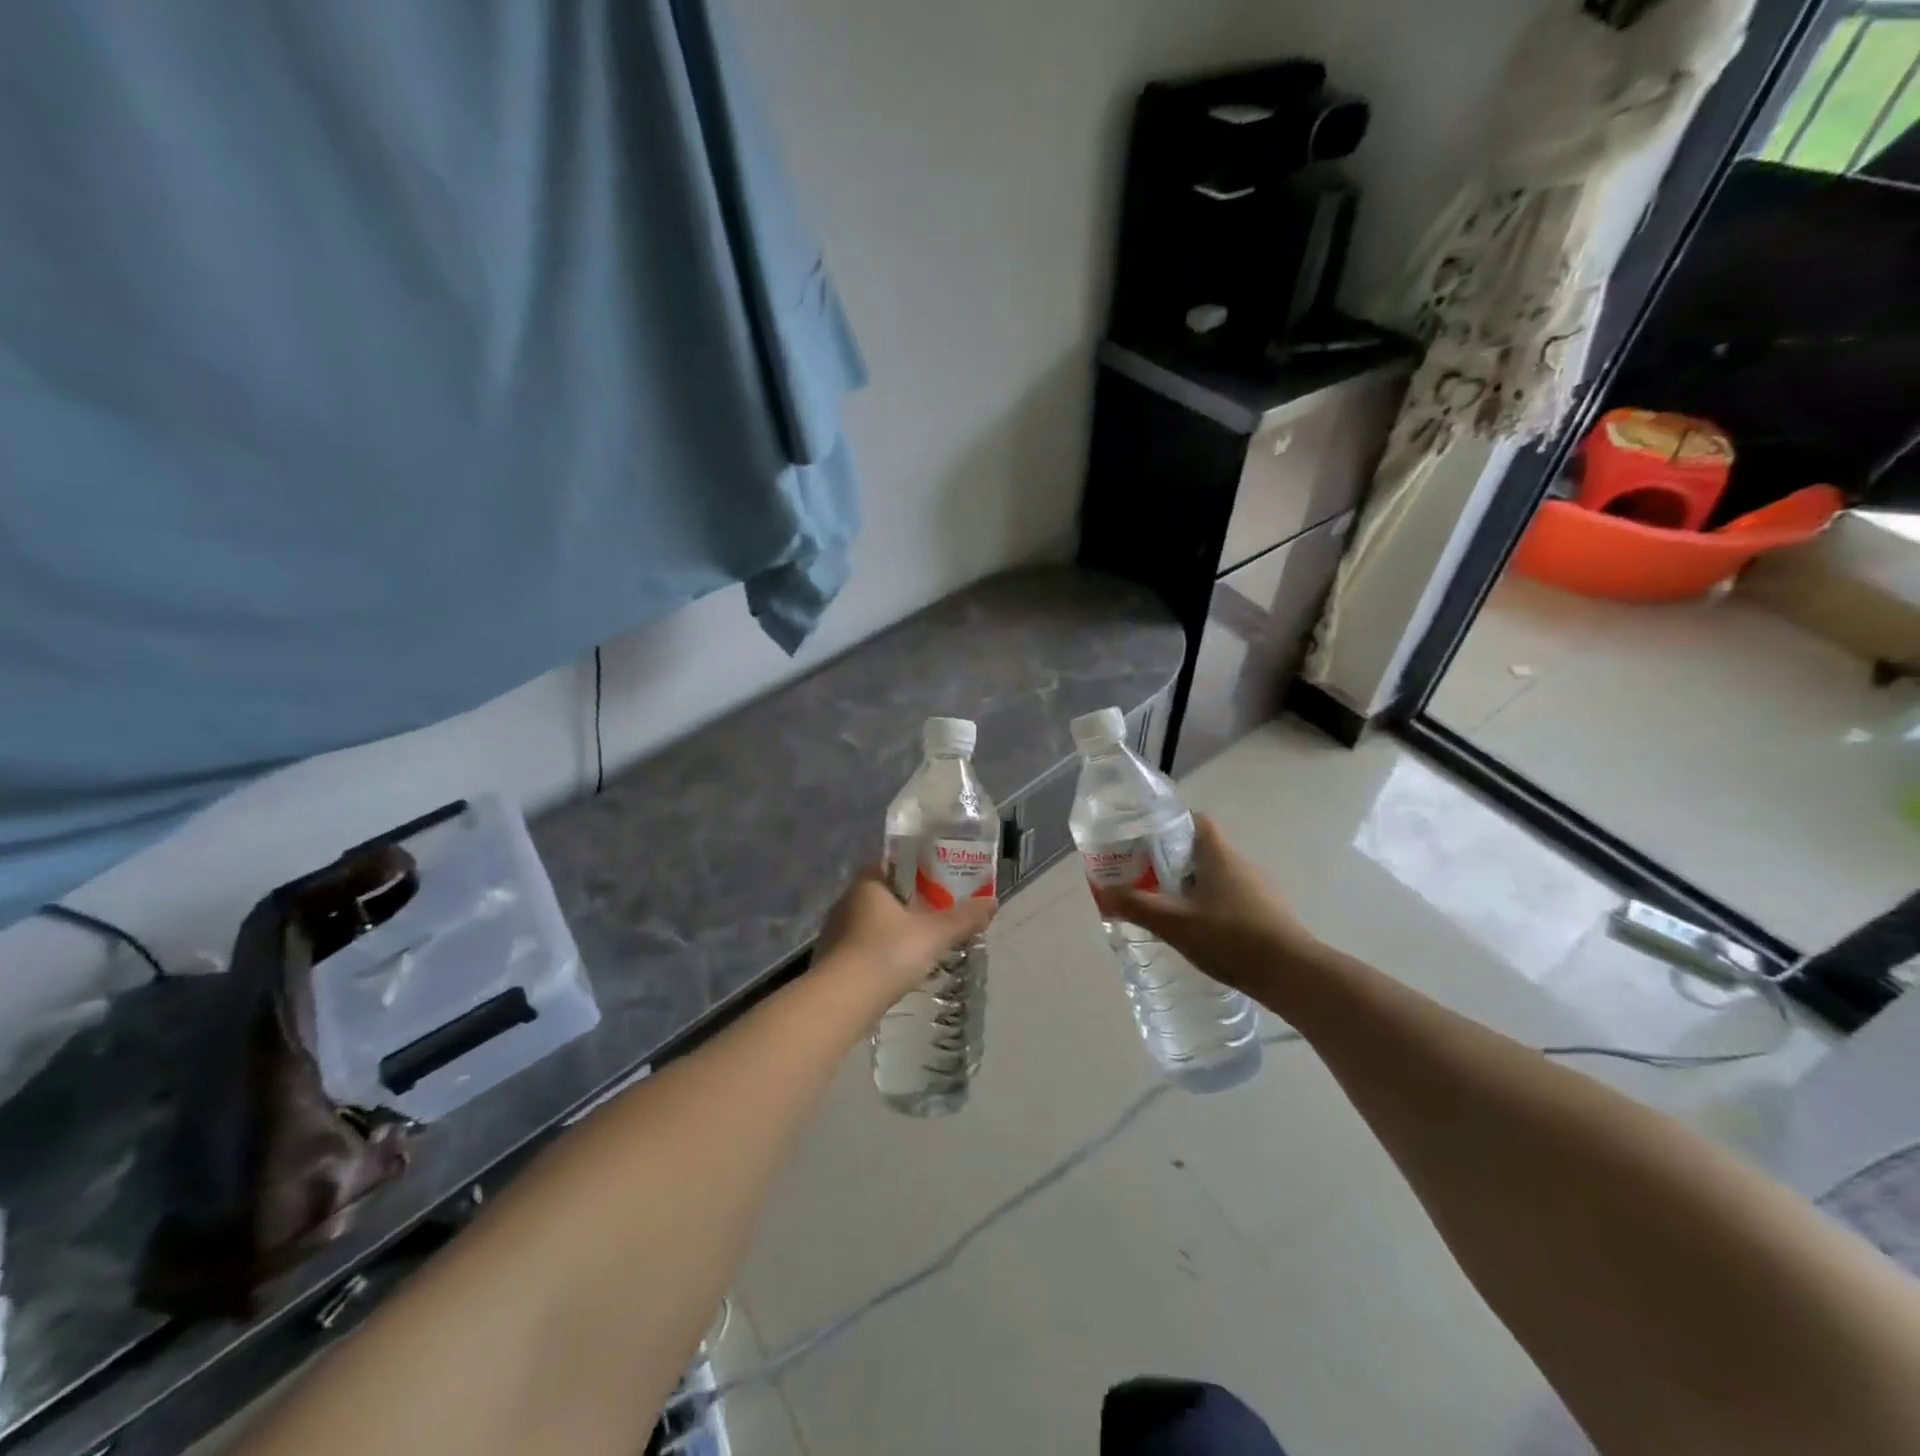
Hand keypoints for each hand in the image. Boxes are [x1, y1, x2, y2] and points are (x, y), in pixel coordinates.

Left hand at [815, 866, 996, 998]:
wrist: (842, 1002)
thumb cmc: (887, 954)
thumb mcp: (934, 934)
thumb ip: (963, 918)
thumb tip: (993, 902)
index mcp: (868, 883)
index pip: (892, 864)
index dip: (915, 868)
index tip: (938, 879)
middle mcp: (847, 901)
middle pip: (883, 893)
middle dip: (908, 902)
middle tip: (936, 912)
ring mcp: (835, 932)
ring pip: (871, 922)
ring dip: (893, 929)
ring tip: (921, 942)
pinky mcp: (832, 961)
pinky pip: (862, 947)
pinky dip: (880, 952)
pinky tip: (897, 967)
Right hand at [1096, 815, 1315, 994]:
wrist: (1292, 974)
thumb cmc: (1230, 938)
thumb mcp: (1174, 923)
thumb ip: (1137, 906)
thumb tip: (1104, 891)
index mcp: (1219, 855)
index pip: (1197, 822)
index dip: (1172, 825)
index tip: (1147, 841)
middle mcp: (1242, 864)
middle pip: (1204, 851)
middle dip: (1175, 862)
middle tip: (1148, 880)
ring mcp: (1260, 890)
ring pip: (1220, 878)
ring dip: (1196, 888)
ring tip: (1171, 910)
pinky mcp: (1270, 914)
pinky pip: (1235, 900)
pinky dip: (1215, 908)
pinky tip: (1203, 934)